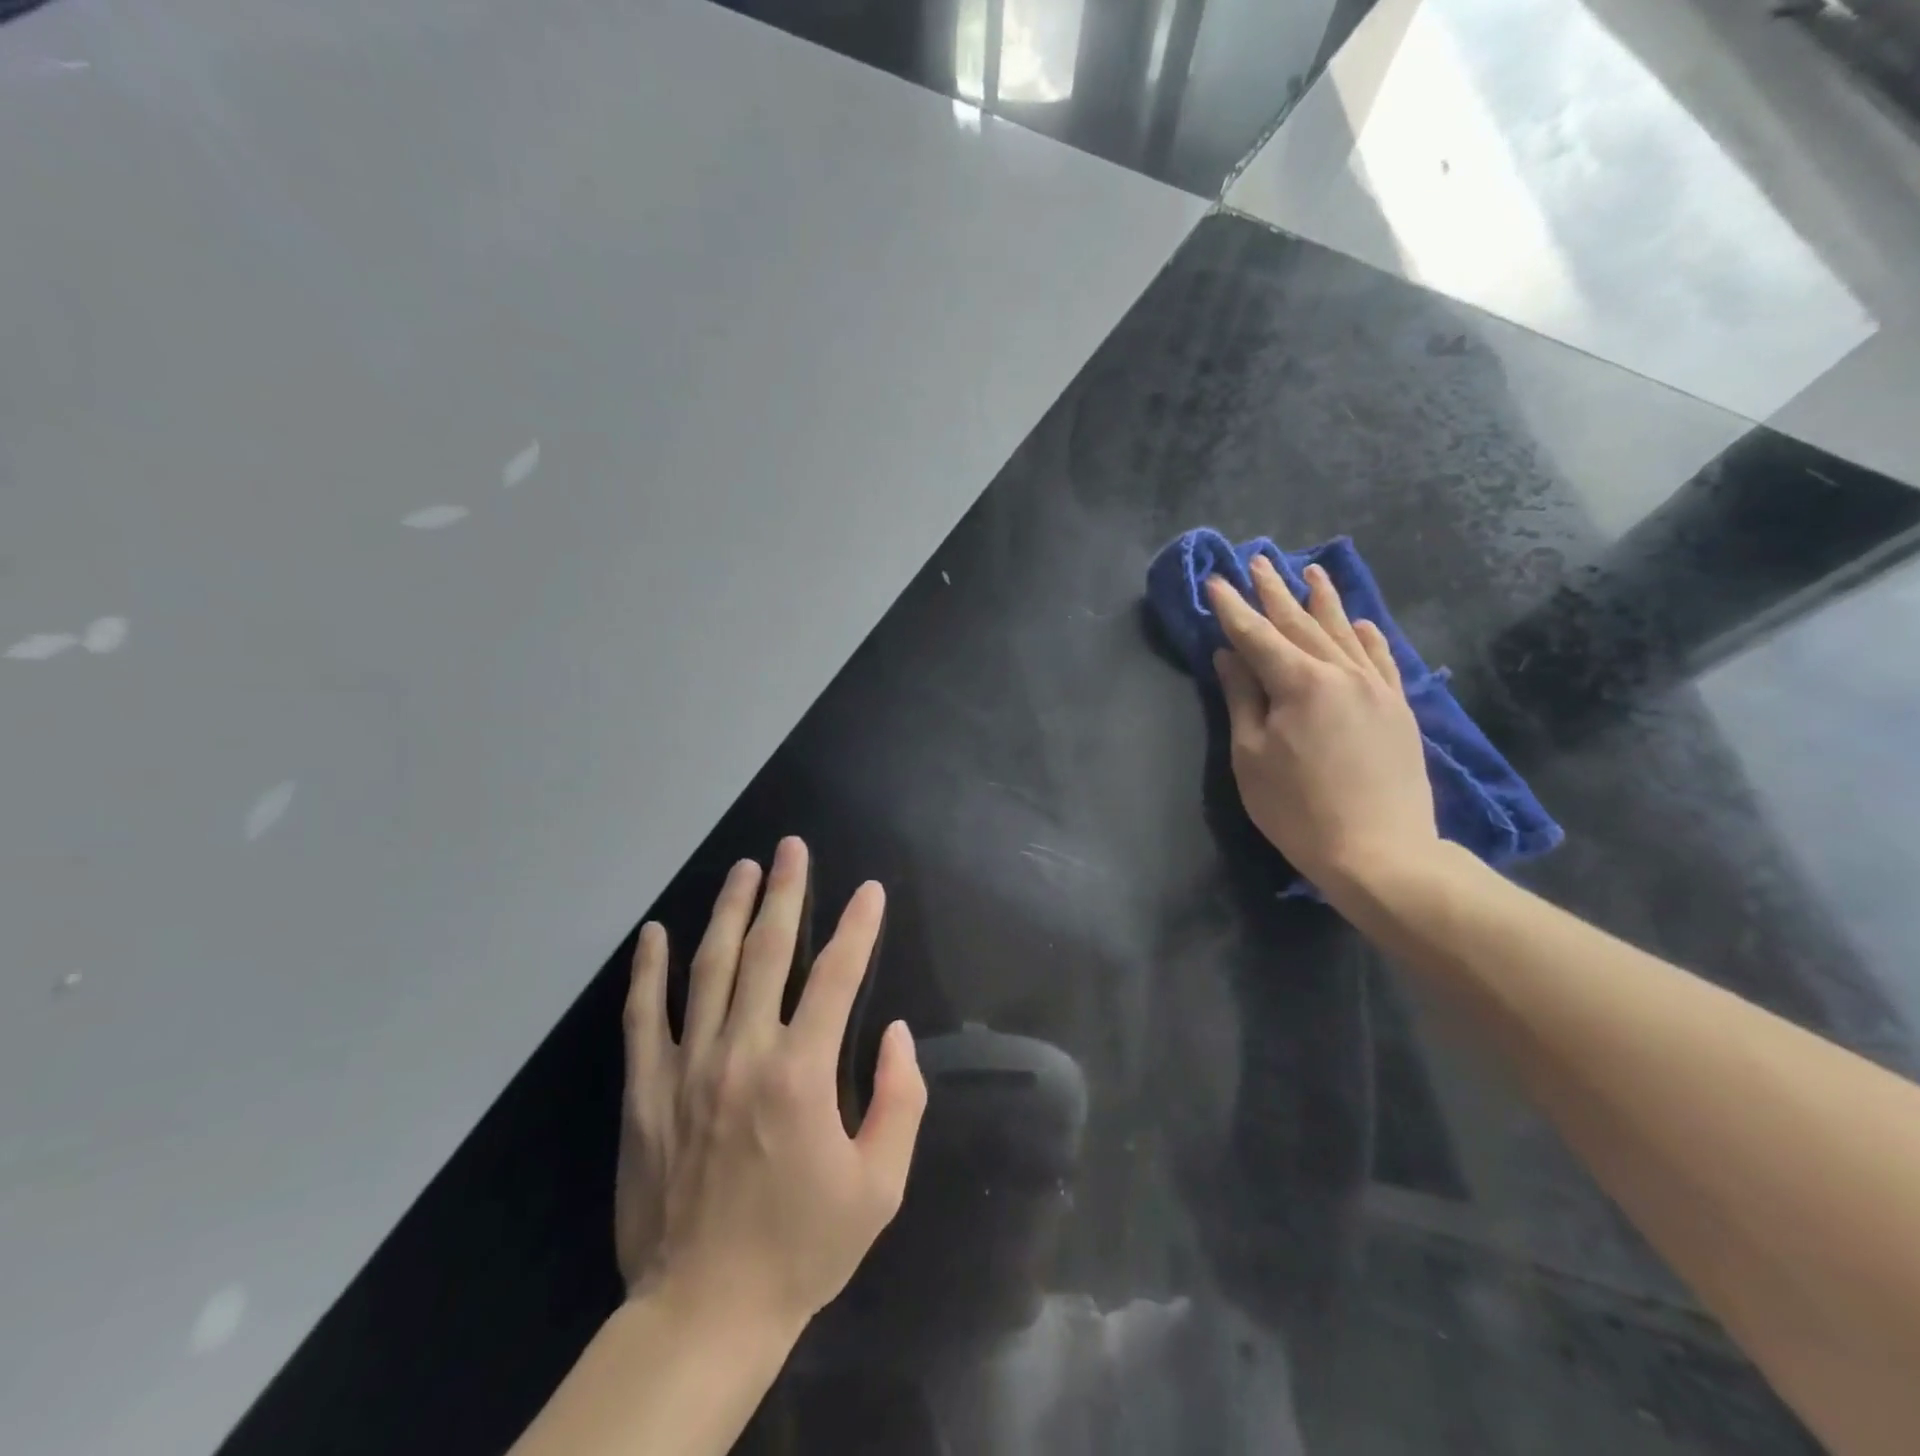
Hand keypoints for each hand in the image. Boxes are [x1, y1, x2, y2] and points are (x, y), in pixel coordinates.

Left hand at [615, 837, 925, 1335]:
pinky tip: (654, 933)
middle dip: (784, 893)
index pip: (836, 976)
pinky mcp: (645, 1091)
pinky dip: (649, 971)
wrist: (703, 1314)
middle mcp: (743, 1053)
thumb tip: (898, 1033)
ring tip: (741, 869)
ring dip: (727, 911)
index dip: (857, 927)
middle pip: (767, 952)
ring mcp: (687, 1067)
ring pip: (708, 968)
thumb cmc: (800, 1249)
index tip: (869, 891)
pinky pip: (643, 1017)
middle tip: (791, 848)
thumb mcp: (879, 1186)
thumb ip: (900, 1101)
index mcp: (802, 1074)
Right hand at [1206, 557, 1437, 891]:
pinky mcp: (1398, 708)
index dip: (1233, 608)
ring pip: (1344, 632)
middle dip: (1274, 592)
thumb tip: (1229, 655)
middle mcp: (1340, 672)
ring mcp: (1375, 687)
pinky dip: (1368, 636)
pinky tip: (1362, 621)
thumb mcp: (1251, 756)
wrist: (1380, 851)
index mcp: (1299, 683)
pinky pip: (1382, 659)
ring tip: (1309, 571)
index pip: (1256, 635)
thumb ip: (1242, 698)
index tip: (1216, 581)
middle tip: (1258, 561)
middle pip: (1300, 623)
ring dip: (1323, 600)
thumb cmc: (1298, 808)